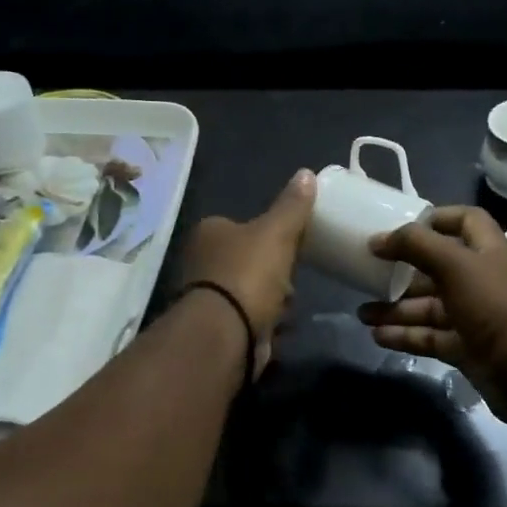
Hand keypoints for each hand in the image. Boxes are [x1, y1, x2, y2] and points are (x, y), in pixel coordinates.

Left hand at [180, 169, 315, 373]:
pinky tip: (280, 329)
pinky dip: (263, 323)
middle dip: (271, 271)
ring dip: (269, 299)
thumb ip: (292, 206)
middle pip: (244, 260)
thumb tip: (306, 173)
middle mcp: (200, 262)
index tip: (291, 246)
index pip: (240, 225)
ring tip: (290, 307)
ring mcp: (205, 297)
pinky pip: (246, 320)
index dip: (267, 234)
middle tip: (293, 279)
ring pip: (246, 291)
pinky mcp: (215, 328)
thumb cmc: (248, 273)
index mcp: (209, 232)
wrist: (225, 333)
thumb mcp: (277, 233)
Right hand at [358, 206, 506, 422]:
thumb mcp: (455, 264)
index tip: (402, 226)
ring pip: (427, 306)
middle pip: (436, 267)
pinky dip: (404, 335)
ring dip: (395, 308)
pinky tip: (377, 336)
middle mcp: (479, 279)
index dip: (436, 218)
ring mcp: (472, 316)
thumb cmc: (494, 304)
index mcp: (486, 250)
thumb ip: (416, 245)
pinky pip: (428, 336)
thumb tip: (377, 239)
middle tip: (368, 272)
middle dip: (402, 271)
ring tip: (362, 313)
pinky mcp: (464, 347)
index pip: (464, 221)